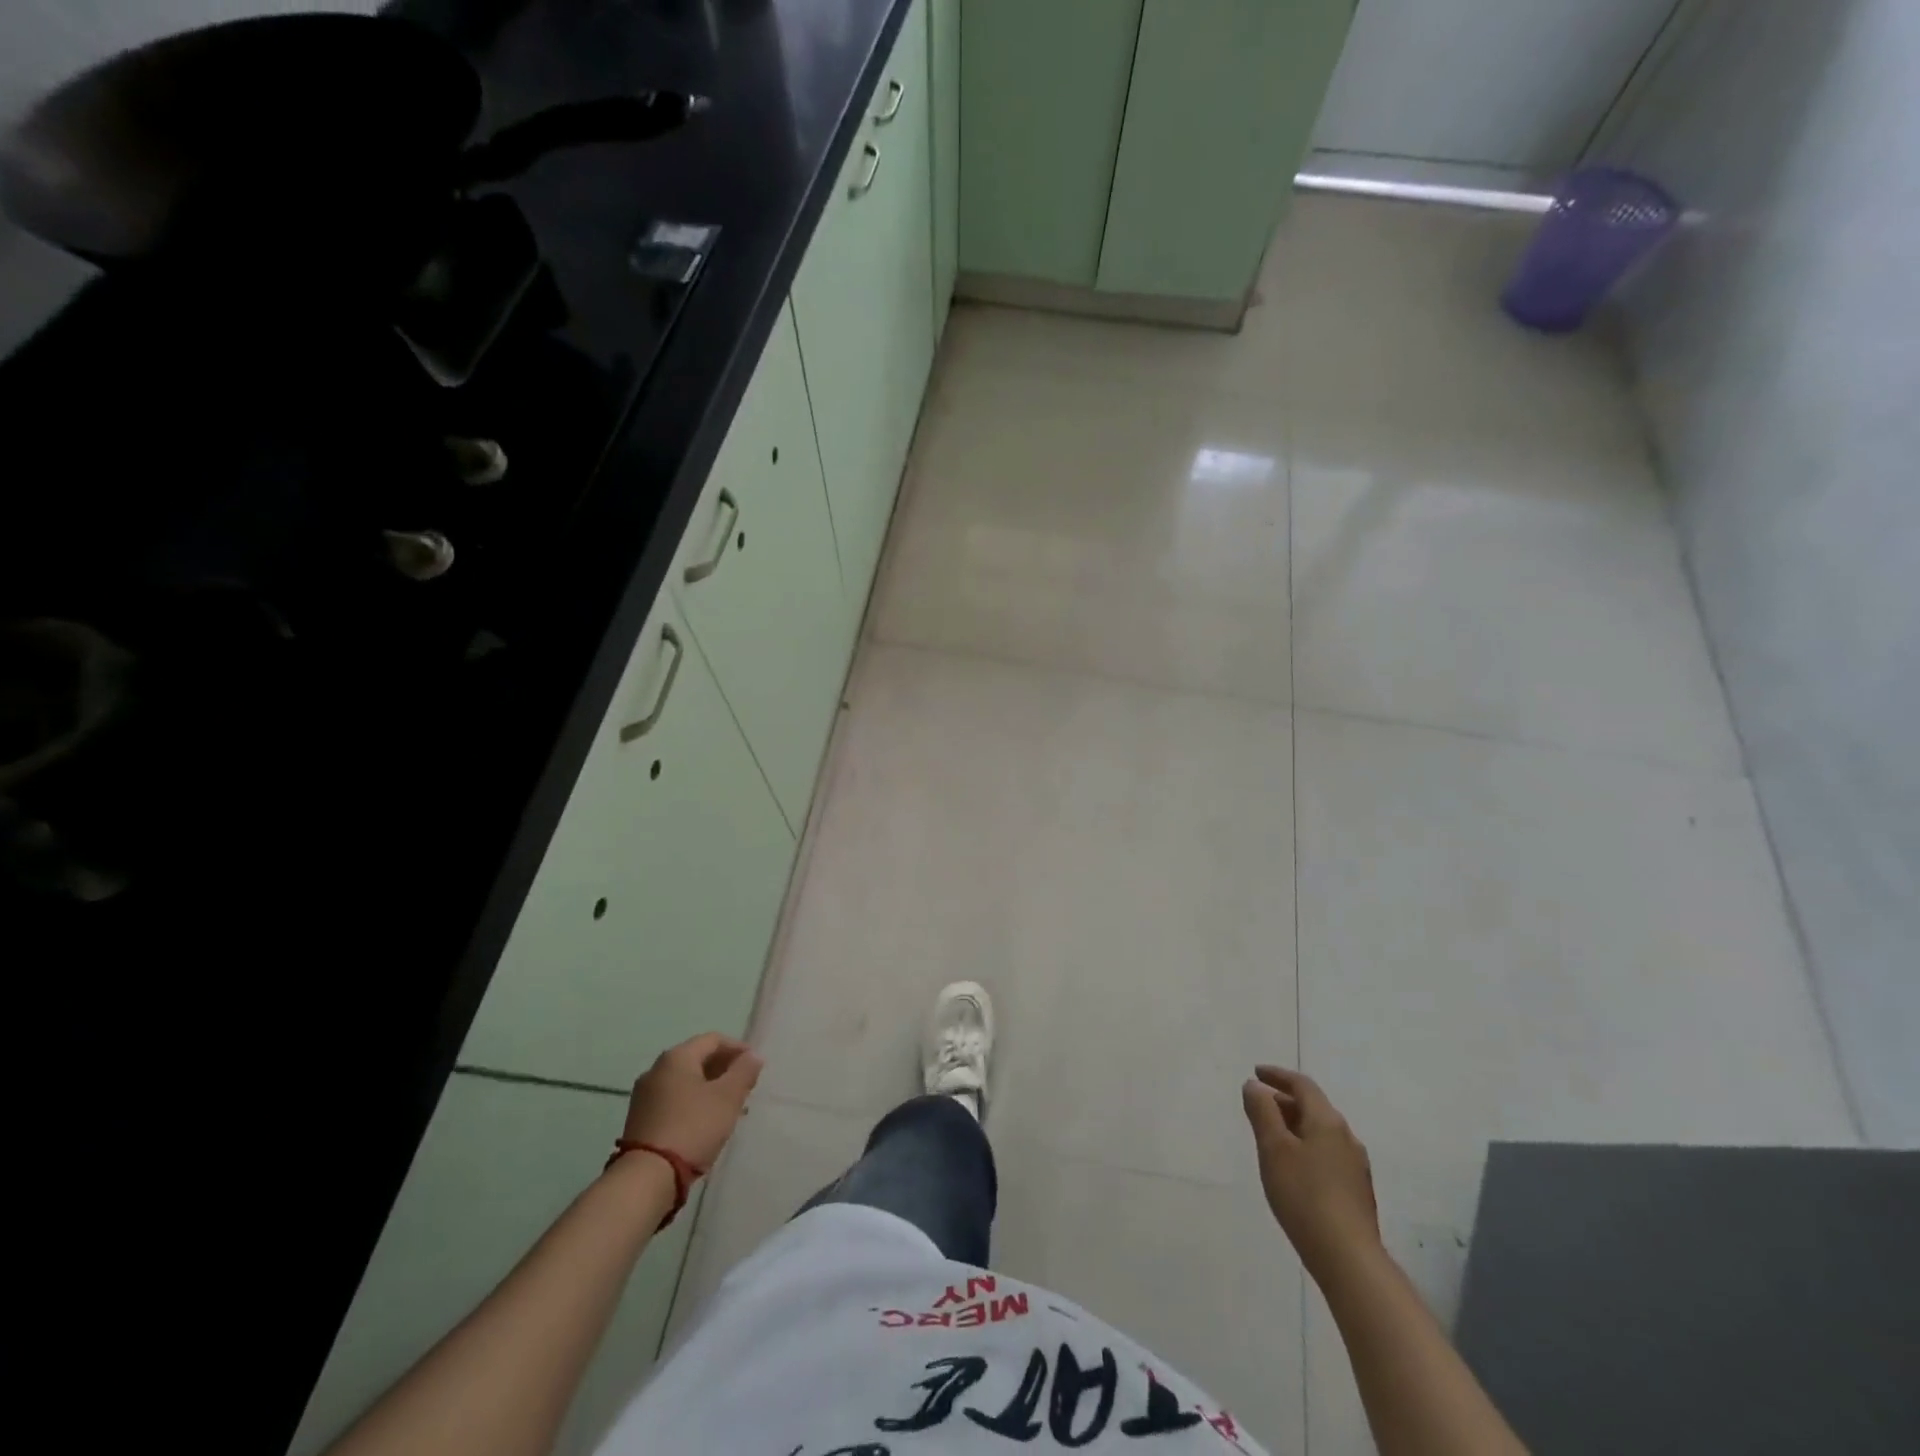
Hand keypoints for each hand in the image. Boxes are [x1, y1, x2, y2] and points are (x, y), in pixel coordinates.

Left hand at [623, 1033, 762, 1168]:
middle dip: (724, 1070)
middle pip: (697, 1059)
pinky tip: (706, 1122)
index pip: (713, 1040)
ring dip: (710, 1088)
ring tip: (730, 1107)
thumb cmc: (693, 1128)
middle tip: (745, 1087)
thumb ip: (744, 1071)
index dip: (738, 1048)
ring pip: (685, 1082)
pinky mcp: (640, 1120)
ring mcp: (644, 1096)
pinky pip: (673, 1100)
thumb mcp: (728, 1097)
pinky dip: (693, 1103)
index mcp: (676, 1057)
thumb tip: (753, 1056)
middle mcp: (656, 1070)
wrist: (647, 1178)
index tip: (755, 1065)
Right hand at [1242, 1065, 1380, 1277]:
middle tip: (1258, 1106)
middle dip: (1285, 1101)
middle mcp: (1346, 1137)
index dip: (1277, 1075)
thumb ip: (1262, 1112)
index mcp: (1327, 1121)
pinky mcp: (1356, 1190)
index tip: (1256, 1072)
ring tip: (1272, 1136)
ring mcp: (1355, 1165)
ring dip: (1295, 1125)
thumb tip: (1255, 1086)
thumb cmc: (1304, 1196)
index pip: (1302, 1085)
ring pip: (1321, 1132)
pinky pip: (1327, 1153)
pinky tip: (1294, 1168)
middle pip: (1313, 1107)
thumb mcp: (1273, 1149)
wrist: (1348, 1259)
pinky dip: (1306, 1146)